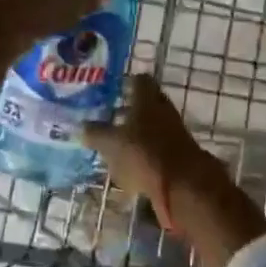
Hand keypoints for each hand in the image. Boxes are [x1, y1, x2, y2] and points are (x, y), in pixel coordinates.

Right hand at [82, 75, 265, 266]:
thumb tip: (80, 127)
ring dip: (139, 132)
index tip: (114, 89)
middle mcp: (163, 109)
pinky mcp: (180, 155)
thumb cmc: (145, 154)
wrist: (185, 186)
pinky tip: (133, 165)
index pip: (139, 80)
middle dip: (131, 109)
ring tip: (118, 143)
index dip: (127, 82)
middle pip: (148, 103)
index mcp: (147, 99)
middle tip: (111, 116)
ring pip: (153, 125)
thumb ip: (96, 134)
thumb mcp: (111, 144)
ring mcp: (175, 132)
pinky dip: (147, 152)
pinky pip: (159, 147)